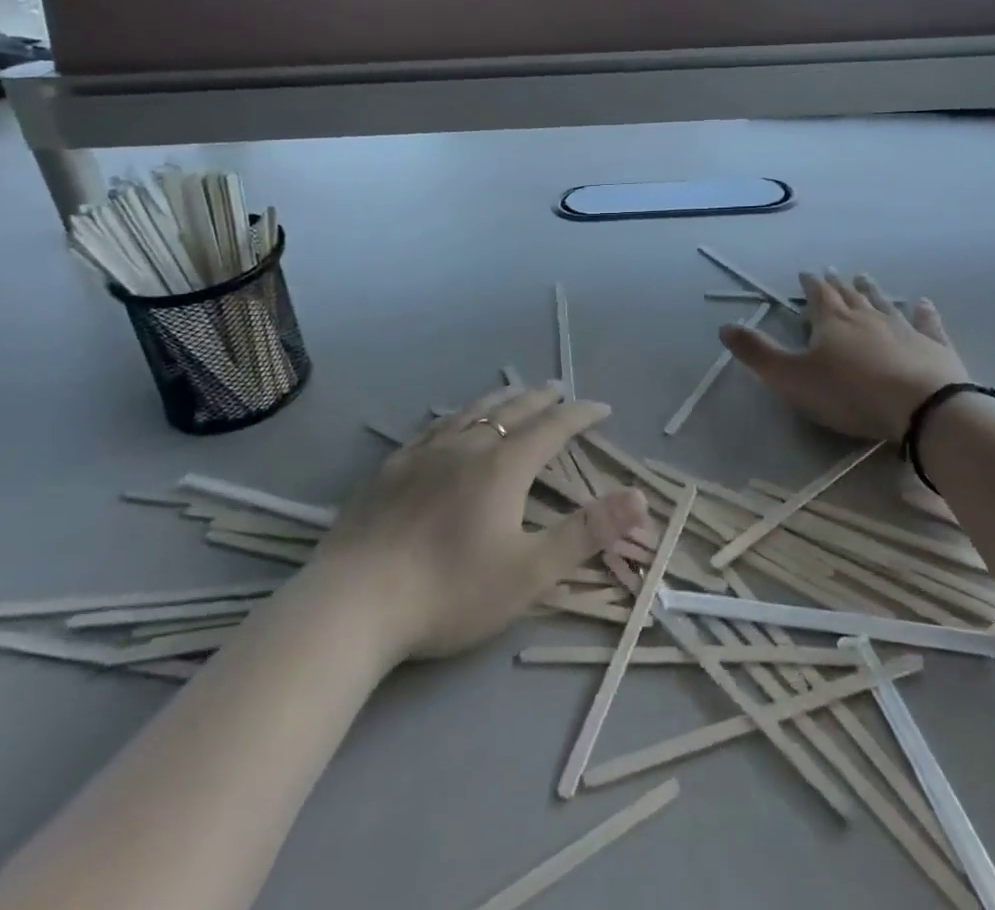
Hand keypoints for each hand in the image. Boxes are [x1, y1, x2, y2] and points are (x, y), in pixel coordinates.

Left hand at [315, 385, 648, 659]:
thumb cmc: (450, 591)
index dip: (581, 415)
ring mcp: (425, 452)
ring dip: (502, 398)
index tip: (602, 409)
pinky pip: (434, 426)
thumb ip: (587, 533)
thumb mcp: (530, 571)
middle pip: (514, 409)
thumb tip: (640, 497)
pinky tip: (451, 421)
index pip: (554, 427)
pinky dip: (458, 415)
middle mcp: (468, 445)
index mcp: (504, 466)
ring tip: (515, 392)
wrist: (354, 604)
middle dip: (543, 398)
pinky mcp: (392, 467)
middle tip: (560, 390)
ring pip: (472, 410)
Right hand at [721, 271, 966, 443]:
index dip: (808, 285)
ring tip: (864, 278)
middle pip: (849, 295)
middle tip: (833, 272)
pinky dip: (923, 312)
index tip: (803, 274)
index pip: (817, 295)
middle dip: (838, 284)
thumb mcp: (791, 378)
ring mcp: (904, 328)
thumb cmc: (850, 393)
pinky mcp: (934, 346)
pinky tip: (924, 303)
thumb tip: (724, 325)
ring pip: (883, 303)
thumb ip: (757, 353)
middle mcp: (867, 316)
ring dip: (872, 290)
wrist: (922, 407)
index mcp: (832, 321)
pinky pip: (926, 323)